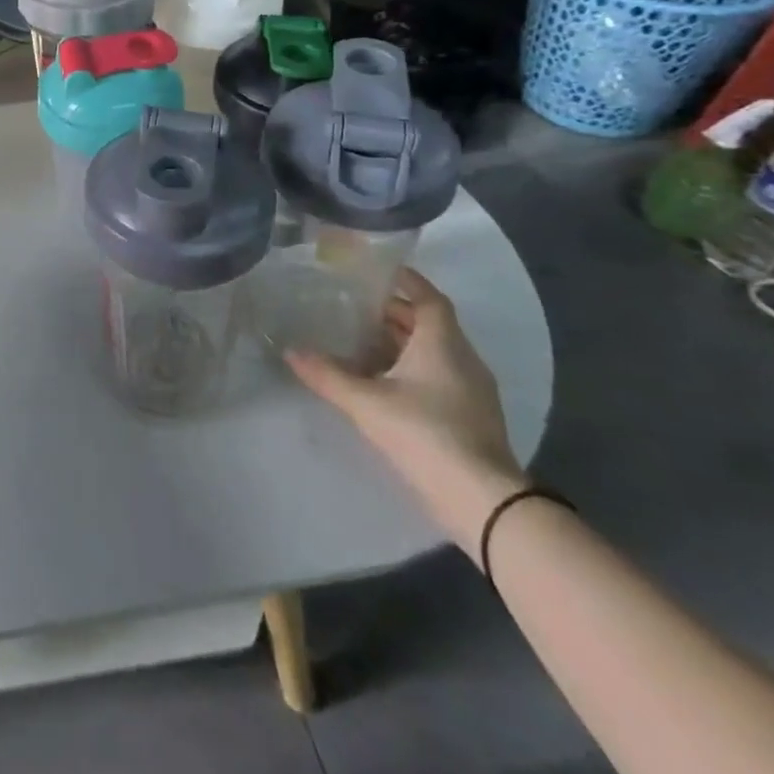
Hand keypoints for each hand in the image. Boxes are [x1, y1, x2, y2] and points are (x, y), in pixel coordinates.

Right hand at [286, 269, 525, 549]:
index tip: (379, 271)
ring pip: (435, 352)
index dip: (407, 281)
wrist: (483, 501)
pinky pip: (440, 376)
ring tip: (361, 341)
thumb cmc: (424, 433)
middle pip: (430, 324)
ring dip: (402, 342)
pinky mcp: (472, 418)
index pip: (429, 298)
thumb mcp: (366, 402)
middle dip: (395, 313)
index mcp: (443, 344)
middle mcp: (463, 359)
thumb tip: (291, 351)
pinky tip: (383, 381)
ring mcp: (472, 391)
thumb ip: (328, 375)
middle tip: (355, 306)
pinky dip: (412, 368)